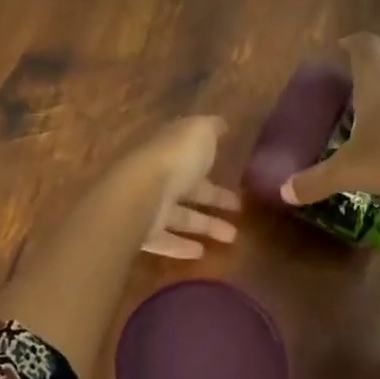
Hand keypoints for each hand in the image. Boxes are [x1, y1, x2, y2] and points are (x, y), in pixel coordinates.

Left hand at [126, 115, 240, 258]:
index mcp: (169, 150)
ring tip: (232, 238)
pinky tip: (201, 253)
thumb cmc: (174, 158)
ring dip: (206, 225)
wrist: (139, 193)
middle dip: (214, 197)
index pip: (191, 156)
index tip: (234, 175)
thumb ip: (211, 128)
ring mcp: (147, 205)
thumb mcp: (199, 132)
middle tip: (240, 209)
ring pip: (180, 216)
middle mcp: (157, 176)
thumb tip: (221, 124)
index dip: (212, 164)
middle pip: (188, 188)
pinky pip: (164, 241)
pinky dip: (181, 247)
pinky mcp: (142, 233)